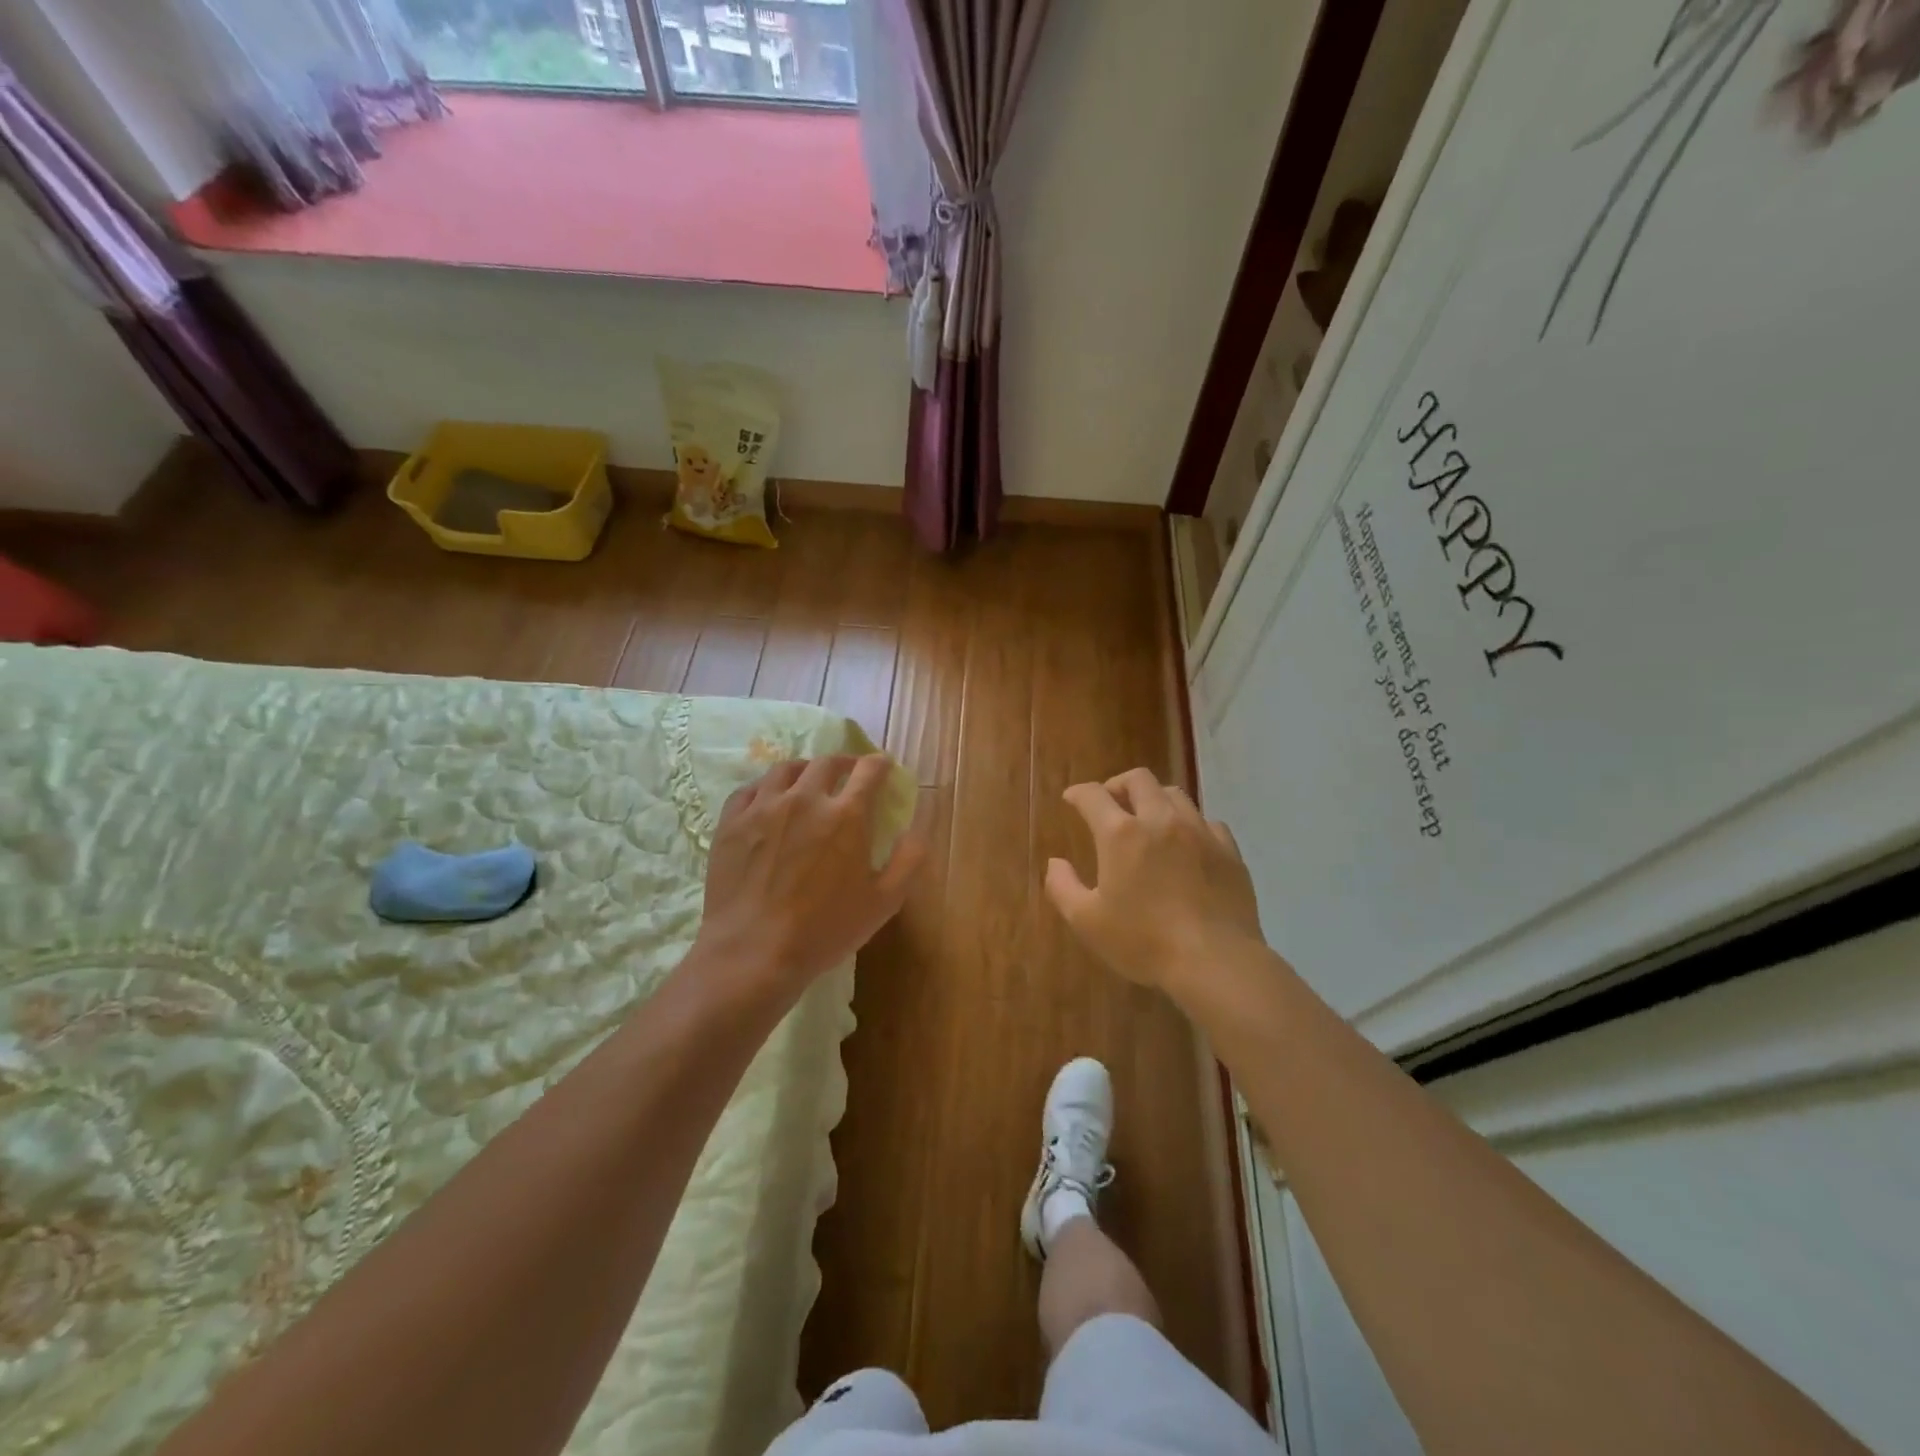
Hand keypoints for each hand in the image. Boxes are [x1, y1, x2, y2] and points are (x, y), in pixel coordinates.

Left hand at [696, 754, 926, 996]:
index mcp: (847, 815)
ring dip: (804, 769)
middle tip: (849, 773)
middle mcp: (805, 799)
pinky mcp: (731, 823)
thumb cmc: (824, 930)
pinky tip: (767, 800)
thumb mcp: (884, 902)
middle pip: (827, 763)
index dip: (881, 764)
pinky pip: (749, 790)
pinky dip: (764, 788)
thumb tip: (915, 830)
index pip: (869, 771)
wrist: (753, 952)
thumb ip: (908, 861)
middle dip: (844, 762)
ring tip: (808, 780)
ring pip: (785, 769)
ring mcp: (763, 808)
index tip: (884, 768)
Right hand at [1046, 767, 1263, 997]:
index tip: (1071, 799)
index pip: (1093, 795)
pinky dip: (1190, 824)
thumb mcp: (1087, 922)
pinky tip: (1187, 844)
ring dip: (1154, 799)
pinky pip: (1207, 821)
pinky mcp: (1228, 850)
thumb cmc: (1143, 941)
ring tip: (1148, 819)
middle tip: (1110, 803)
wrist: (1215, 961)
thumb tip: (1055, 863)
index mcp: (1121, 834)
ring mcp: (1199, 832)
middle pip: (1138, 779)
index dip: (1078, 793)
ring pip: (1174, 794)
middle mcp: (1160, 820)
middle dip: (1118, 785)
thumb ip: (1063, 887)